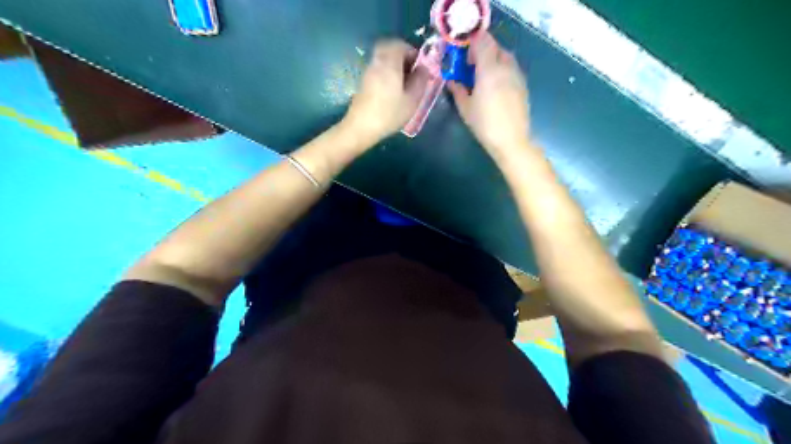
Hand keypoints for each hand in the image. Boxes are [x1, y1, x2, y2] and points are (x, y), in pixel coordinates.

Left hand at [339, 39, 429, 142]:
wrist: (361, 127)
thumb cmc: (390, 113)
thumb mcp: (412, 99)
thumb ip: (420, 81)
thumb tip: (423, 69)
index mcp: (390, 62)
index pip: (401, 45)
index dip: (413, 52)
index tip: (421, 66)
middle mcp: (377, 62)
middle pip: (389, 48)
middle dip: (403, 56)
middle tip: (413, 71)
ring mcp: (368, 71)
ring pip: (383, 59)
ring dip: (395, 65)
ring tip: (405, 82)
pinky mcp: (364, 82)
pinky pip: (378, 69)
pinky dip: (387, 73)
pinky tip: (393, 90)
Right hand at [451, 32, 529, 161]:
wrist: (511, 140)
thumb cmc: (484, 124)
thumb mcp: (465, 108)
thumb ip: (457, 90)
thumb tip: (452, 81)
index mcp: (489, 69)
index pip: (483, 41)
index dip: (472, 43)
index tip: (464, 54)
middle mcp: (505, 67)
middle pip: (496, 47)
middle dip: (483, 51)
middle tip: (472, 65)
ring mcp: (517, 75)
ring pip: (506, 57)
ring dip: (494, 60)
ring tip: (483, 76)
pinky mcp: (523, 85)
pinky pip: (511, 69)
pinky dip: (502, 70)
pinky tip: (495, 87)